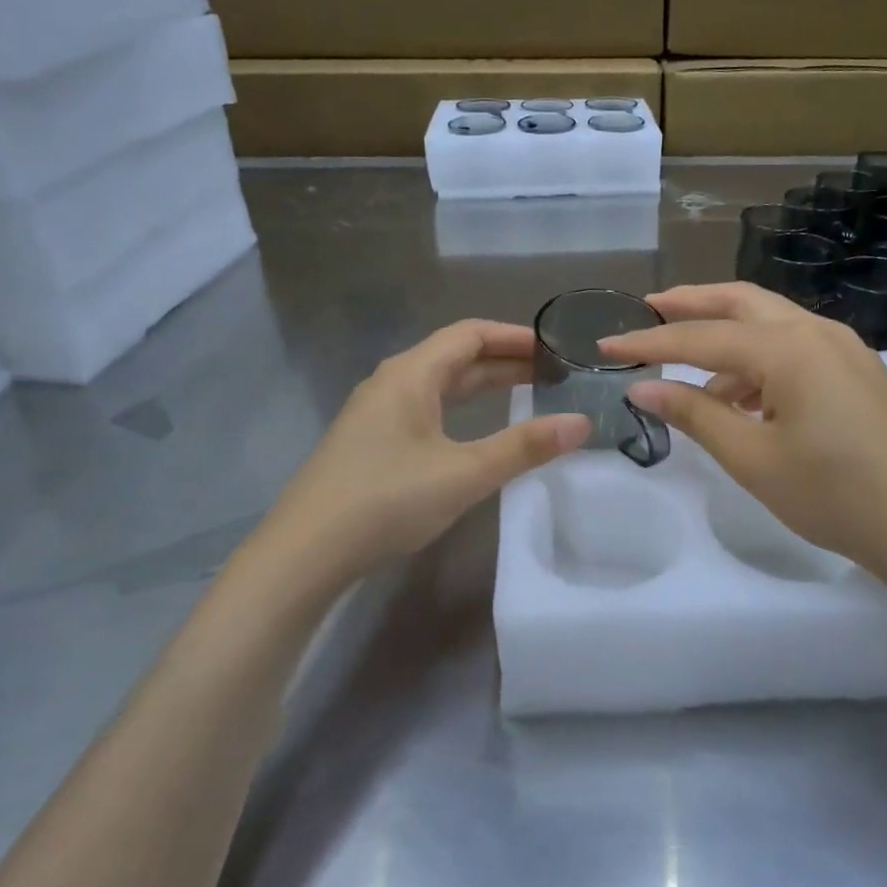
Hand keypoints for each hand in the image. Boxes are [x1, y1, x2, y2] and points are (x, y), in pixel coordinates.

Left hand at [256, 321, 589, 586]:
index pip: (470, 334)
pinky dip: (460, 408)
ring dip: (482, 385)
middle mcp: (391, 382)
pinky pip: (425, 408)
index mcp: (411, 374)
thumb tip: (581, 423)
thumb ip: (524, 447)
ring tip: (525, 395)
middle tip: (552, 373)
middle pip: (455, 356)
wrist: (305, 552)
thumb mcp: (464, 474)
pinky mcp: (370, 442)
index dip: (514, 336)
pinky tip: (473, 432)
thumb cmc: (386, 501)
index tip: (554, 348)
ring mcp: (376, 413)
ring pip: (439, 384)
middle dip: (504, 361)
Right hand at [598, 283, 886, 580]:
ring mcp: (845, 347)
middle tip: (647, 311)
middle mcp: (817, 331)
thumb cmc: (833, 495)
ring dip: (726, 338)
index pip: (702, 336)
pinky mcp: (858, 370)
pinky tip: (744, 399)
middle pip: (741, 301)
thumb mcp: (752, 458)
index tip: (605, 343)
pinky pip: (796, 347)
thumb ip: (695, 414)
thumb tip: (642, 387)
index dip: (649, 341)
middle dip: (691, 304)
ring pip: (770, 323)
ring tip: (691, 376)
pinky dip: (759, 361)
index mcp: (788, 347)